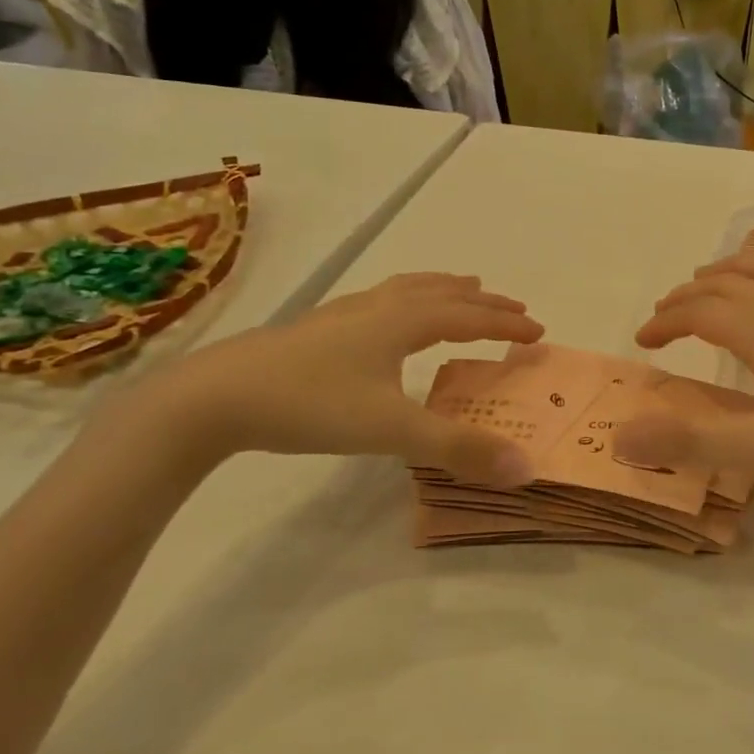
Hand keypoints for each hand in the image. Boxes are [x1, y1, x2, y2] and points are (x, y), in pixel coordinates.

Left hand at [142, 274, 543, 483]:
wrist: (215, 397)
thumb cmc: (311, 405)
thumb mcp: (392, 430)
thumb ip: (459, 449)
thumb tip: (525, 467)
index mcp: (403, 322)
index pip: (469, 317)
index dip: (505, 324)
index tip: (538, 332)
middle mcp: (378, 308)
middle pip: (443, 294)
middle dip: (483, 302)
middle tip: (513, 307)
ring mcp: (344, 314)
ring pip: (407, 289)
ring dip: (444, 289)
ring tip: (463, 287)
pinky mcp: (317, 328)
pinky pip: (380, 300)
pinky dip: (406, 298)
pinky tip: (388, 317)